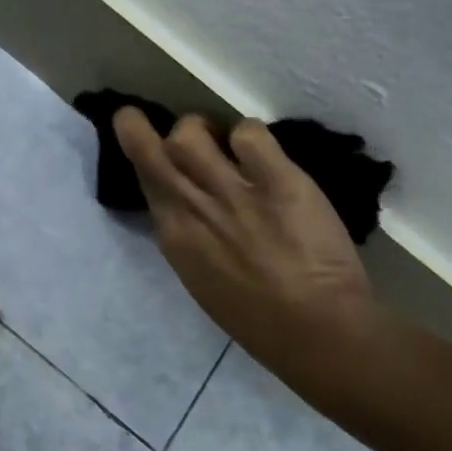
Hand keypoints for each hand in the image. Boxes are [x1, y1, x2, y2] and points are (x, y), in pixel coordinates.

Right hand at [114, 109, 380, 388]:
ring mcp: (231, 190)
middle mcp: (192, 206)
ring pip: (190, 133)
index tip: (148, 147)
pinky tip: (264, 153)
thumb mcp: (201, 276)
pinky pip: (249, 134)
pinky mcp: (276, 180)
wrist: (314, 330)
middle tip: (154, 120)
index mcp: (173, 235)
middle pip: (150, 148)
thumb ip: (188, 235)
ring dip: (202, 128)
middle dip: (137, 126)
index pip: (143, 180)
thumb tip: (187, 206)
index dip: (140, 157)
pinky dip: (250, 136)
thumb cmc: (256, 317)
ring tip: (223, 140)